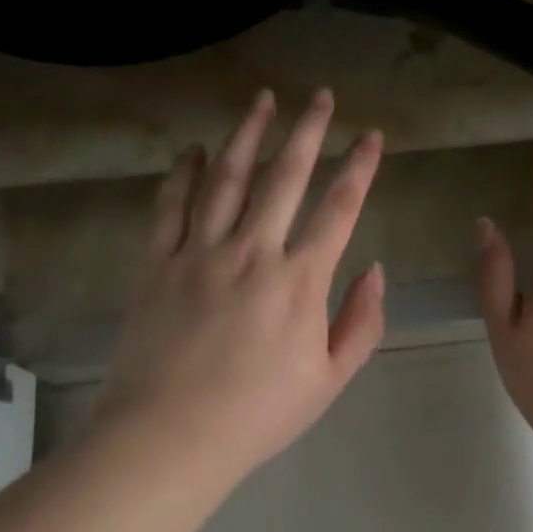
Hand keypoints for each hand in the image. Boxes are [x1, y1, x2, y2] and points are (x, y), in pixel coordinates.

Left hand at [95, 88, 386, 480]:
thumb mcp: (329, 380)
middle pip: (285, 177)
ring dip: (247, 134)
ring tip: (262, 100)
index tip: (371, 137)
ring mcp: (200, 252)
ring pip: (226, 178)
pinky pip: (170, 206)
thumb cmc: (258, 415)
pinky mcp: (157, 263)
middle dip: (307, 130)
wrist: (171, 435)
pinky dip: (181, 173)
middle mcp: (252, 251)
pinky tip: (190, 150)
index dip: (359, 168)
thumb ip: (360, 322)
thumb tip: (375, 270)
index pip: (339, 209)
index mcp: (300, 281)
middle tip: (320, 96)